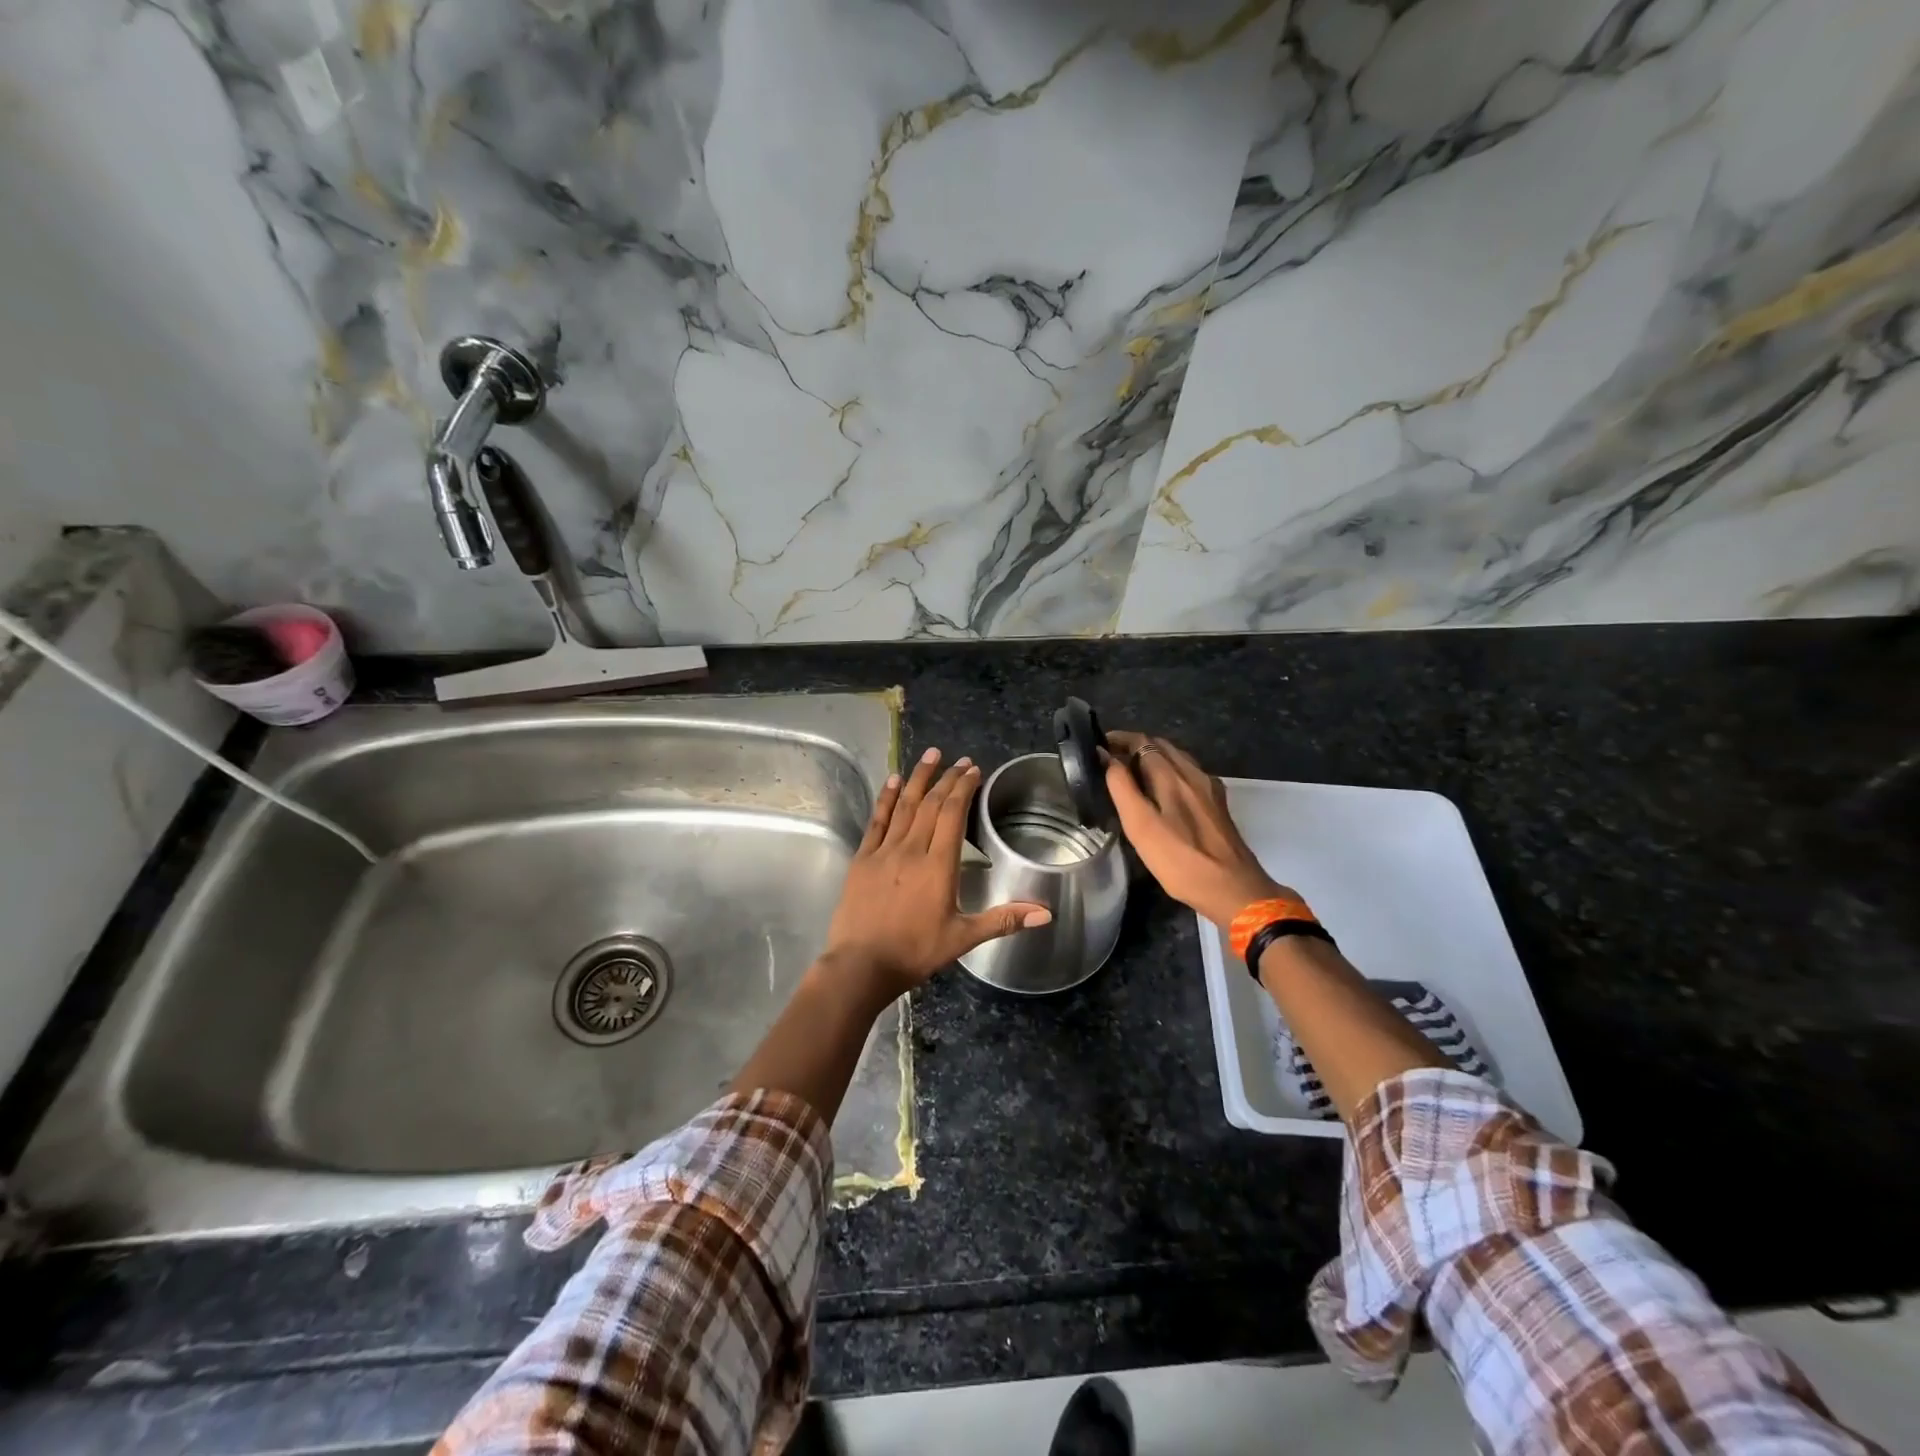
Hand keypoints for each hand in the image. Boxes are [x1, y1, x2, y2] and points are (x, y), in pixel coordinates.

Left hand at [822, 747, 1050, 997]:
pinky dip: (887, 798)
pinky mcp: (863, 858)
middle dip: (947, 778)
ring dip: (919, 778)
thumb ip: (1003, 920)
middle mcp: (912, 849)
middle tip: (959, 760)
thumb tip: (1046, 913)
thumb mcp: (963, 938)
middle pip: (932, 804)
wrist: (861, 964)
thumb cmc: (915, 951)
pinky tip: (894, 780)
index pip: (953, 814)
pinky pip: (877, 820)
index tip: (973, 770)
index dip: (964, 788)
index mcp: (939, 865)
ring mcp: (884, 851)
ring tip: (930, 755)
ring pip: (905, 805)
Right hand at [1103, 731, 1291, 929]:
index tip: (1097, 746)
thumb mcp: (1140, 825)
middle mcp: (1193, 773)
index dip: (1119, 739)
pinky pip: (1189, 775)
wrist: (1233, 889)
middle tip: (1110, 760)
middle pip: (1161, 746)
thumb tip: (1106, 756)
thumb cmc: (1179, 859)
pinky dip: (1169, 772)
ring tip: (1131, 774)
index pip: (1142, 741)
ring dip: (1152, 758)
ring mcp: (1209, 789)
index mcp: (1172, 775)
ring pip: (1177, 760)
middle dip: (1134, 746)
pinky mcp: (1217, 804)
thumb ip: (1122, 787)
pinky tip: (1162, 792)